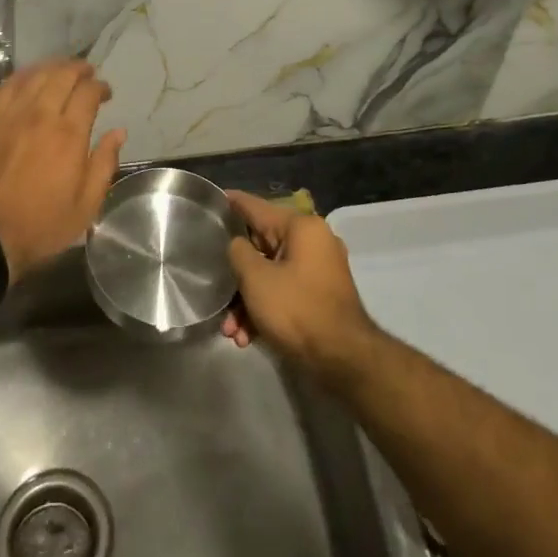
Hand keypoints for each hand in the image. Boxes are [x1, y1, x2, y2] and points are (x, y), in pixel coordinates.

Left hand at [0, 58, 125, 280]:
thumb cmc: (42, 225)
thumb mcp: (86, 206)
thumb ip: (104, 164)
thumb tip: (119, 132)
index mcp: (69, 135)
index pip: (88, 92)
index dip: (100, 87)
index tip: (106, 94)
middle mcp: (41, 115)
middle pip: (62, 75)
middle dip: (79, 69)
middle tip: (88, 74)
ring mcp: (12, 116)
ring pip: (35, 75)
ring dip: (53, 67)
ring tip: (63, 70)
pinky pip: (8, 86)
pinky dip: (24, 75)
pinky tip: (31, 77)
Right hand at [222, 190, 378, 386]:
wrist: (342, 359)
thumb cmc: (296, 309)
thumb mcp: (256, 278)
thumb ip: (239, 252)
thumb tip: (238, 245)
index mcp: (302, 227)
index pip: (258, 207)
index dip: (234, 203)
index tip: (215, 197)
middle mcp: (314, 242)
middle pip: (262, 247)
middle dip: (236, 275)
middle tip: (215, 288)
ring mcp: (319, 270)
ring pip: (271, 274)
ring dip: (247, 301)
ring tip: (231, 331)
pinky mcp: (320, 296)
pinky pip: (284, 292)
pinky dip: (265, 310)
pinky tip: (247, 337)